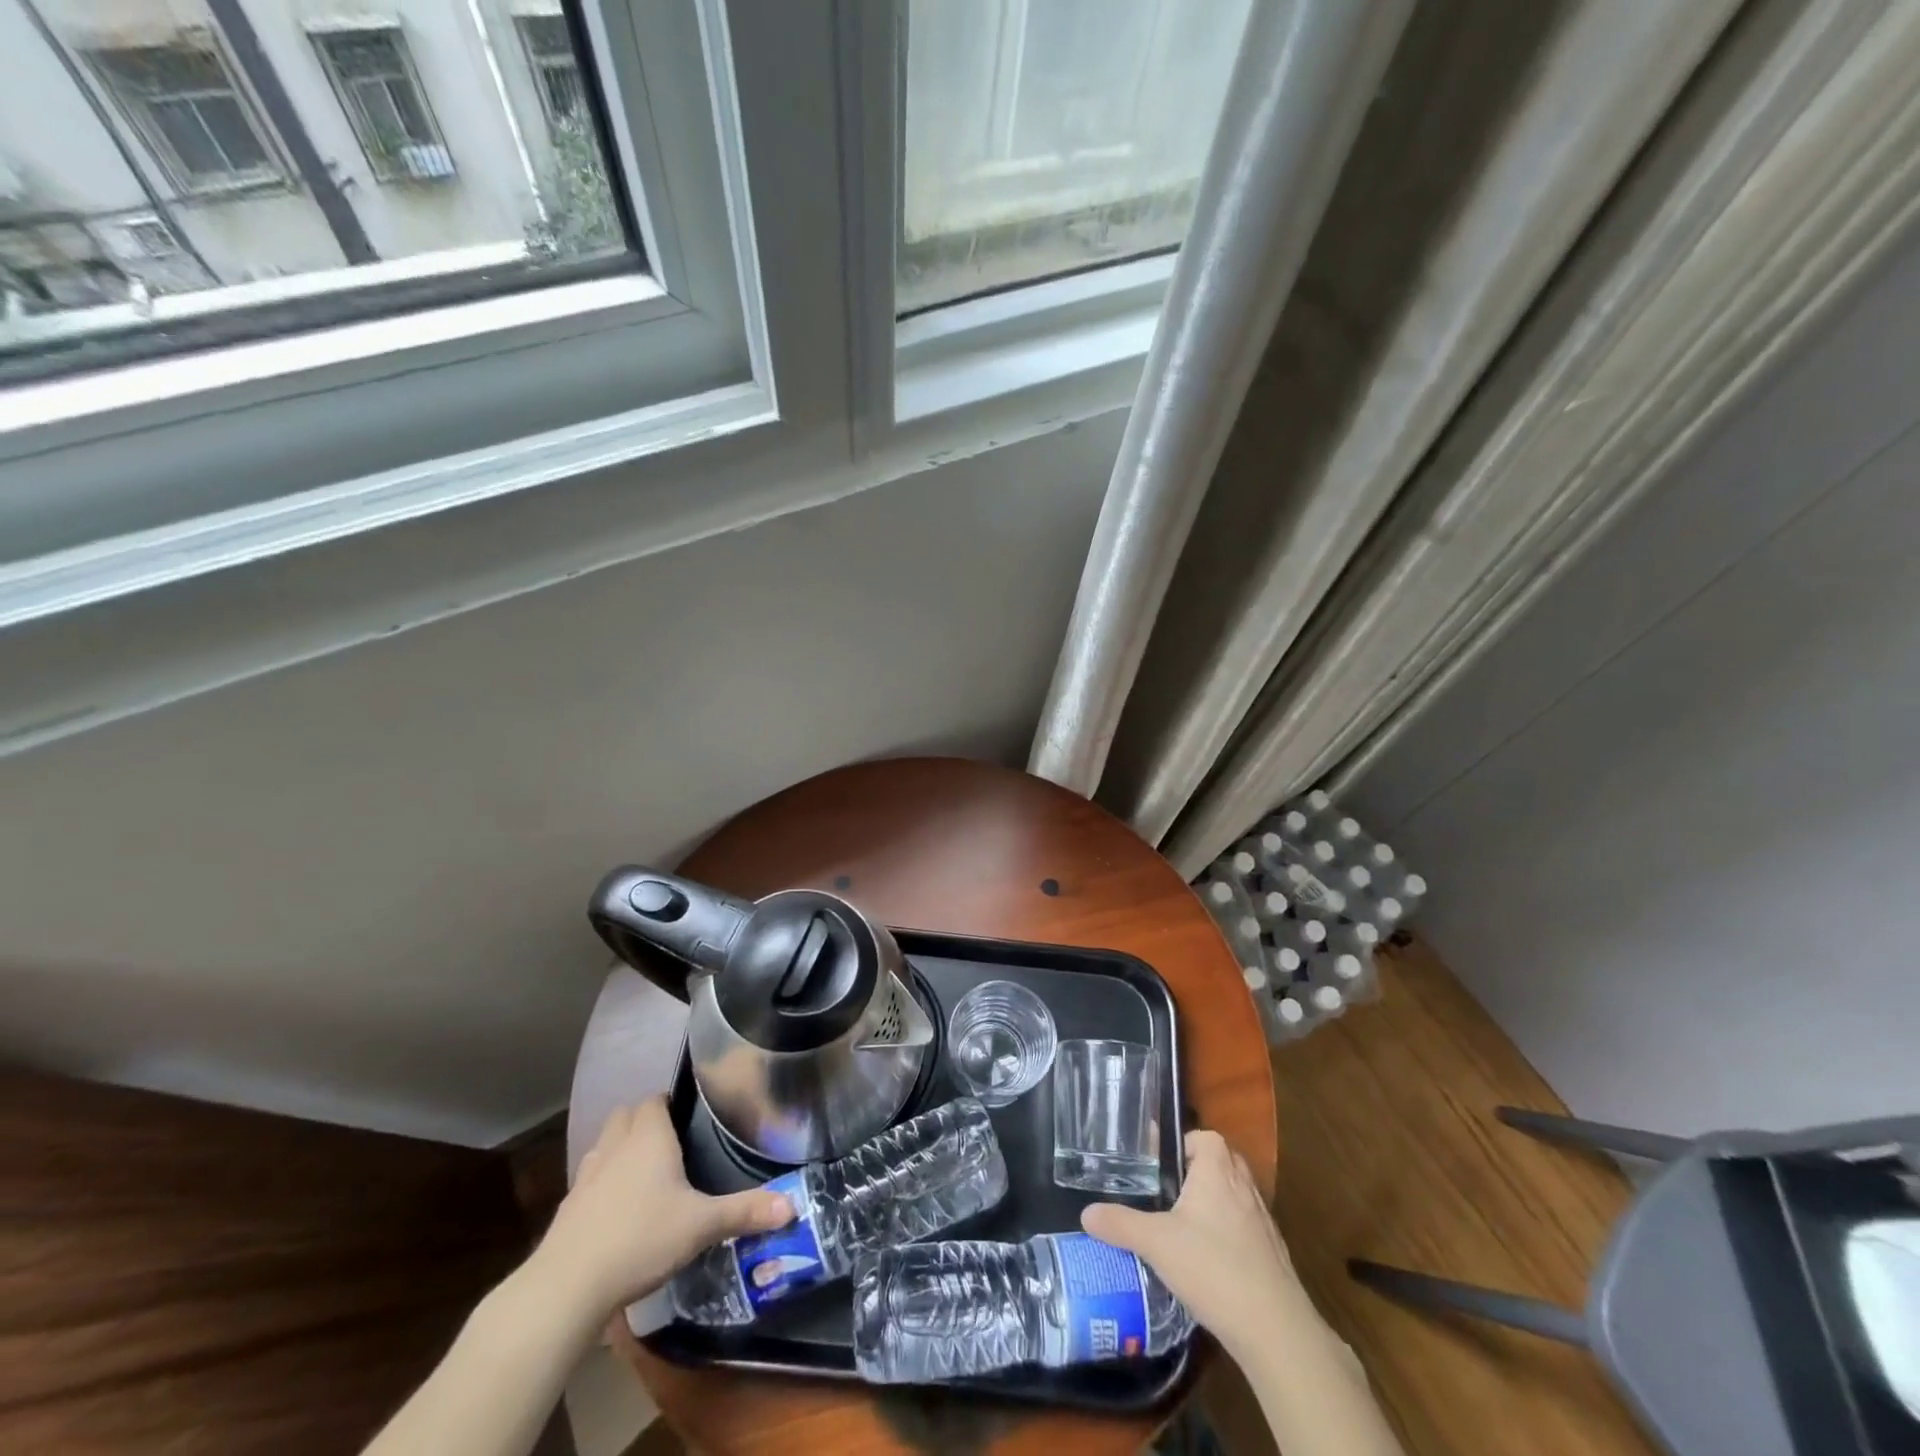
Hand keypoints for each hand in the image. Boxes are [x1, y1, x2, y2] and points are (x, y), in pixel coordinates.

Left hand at [530, 1097, 792, 1322]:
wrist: (567, 1286)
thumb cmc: (641, 1238)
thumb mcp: (701, 1226)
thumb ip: (745, 1211)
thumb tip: (793, 1206)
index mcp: (648, 1137)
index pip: (655, 1100)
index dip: (669, 1105)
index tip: (688, 1119)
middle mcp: (615, 1146)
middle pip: (626, 1115)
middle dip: (643, 1122)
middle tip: (669, 1145)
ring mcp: (586, 1175)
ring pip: (604, 1145)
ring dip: (620, 1150)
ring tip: (643, 1175)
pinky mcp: (567, 1207)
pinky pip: (589, 1180)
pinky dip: (602, 1185)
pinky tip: (617, 1213)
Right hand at [1081, 1130, 1311, 1357]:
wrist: (1275, 1329)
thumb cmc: (1213, 1267)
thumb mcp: (1156, 1243)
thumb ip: (1120, 1224)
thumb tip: (1086, 1213)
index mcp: (1218, 1170)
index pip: (1204, 1137)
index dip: (1182, 1145)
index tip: (1159, 1168)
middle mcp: (1244, 1186)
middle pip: (1220, 1164)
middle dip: (1195, 1175)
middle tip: (1167, 1196)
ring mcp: (1263, 1220)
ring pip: (1234, 1197)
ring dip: (1213, 1206)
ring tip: (1183, 1228)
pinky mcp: (1273, 1253)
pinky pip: (1246, 1228)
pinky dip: (1228, 1235)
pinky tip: (1209, 1263)